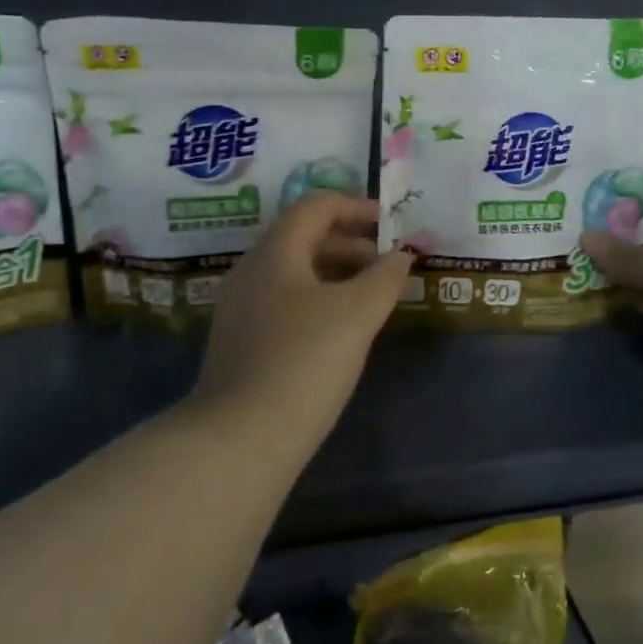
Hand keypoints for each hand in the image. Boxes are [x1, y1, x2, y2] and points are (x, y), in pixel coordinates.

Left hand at [198, 193, 411, 432]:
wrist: (240, 437)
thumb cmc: (304, 361)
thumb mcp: (356, 314)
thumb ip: (384, 277)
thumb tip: (401, 254)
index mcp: (274, 251)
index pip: (316, 205)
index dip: (357, 207)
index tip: (391, 224)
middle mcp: (252, 270)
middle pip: (303, 236)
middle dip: (350, 242)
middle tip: (388, 263)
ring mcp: (242, 307)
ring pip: (295, 271)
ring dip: (336, 272)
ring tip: (372, 296)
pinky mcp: (242, 341)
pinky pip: (285, 300)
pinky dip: (318, 299)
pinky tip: (340, 329)